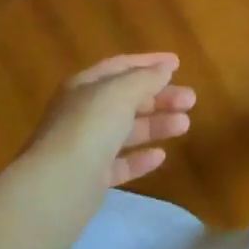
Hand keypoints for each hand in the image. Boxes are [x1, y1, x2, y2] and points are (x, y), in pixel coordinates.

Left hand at [22, 53, 196, 196]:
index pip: (120, 67)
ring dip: (156, 125)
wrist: (58, 186)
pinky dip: (140, 158)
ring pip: (127, 131)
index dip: (149, 63)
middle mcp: (82, 114)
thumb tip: (165, 68)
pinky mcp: (90, 178)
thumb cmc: (90, 127)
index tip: (178, 64)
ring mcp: (85, 147)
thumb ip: (146, 78)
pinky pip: (120, 163)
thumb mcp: (120, 92)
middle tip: (190, 100)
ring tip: (184, 126)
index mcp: (84, 87)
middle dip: (160, 97)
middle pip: (127, 99)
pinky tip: (160, 156)